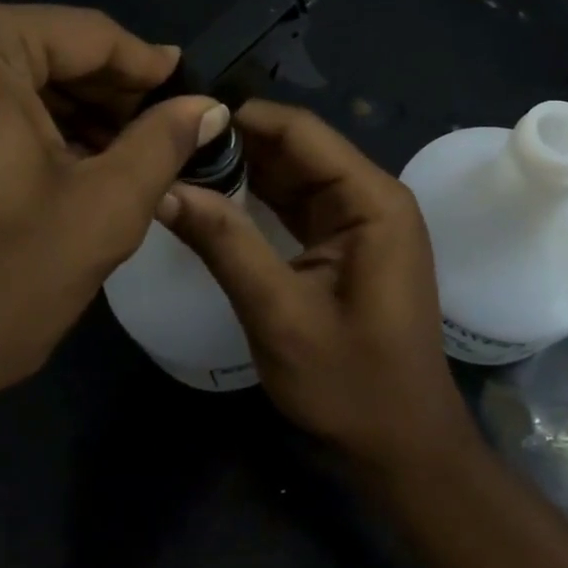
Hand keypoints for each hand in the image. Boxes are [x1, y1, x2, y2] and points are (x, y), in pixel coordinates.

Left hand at [0, 2, 224, 505]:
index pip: (86, 35)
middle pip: (36, 50)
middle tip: (154, 140)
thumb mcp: (98, 214)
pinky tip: (43, 168)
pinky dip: (3, 126)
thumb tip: (209, 107)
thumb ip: (162, 144)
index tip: (190, 97)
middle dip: (100, 98)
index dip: (147, 69)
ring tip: (108, 160)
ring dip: (55, 114)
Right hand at [160, 101, 474, 472]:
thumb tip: (165, 188)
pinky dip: (256, 199)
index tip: (181, 120)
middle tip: (169, 144)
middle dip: (236, 143)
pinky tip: (213, 197)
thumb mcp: (279, 315)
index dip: (242, 118)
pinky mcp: (345, 242)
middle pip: (296, 147)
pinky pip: (296, 203)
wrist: (402, 448)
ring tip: (180, 163)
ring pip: (292, 173)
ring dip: (242, 169)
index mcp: (371, 200)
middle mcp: (370, 196)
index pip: (301, 131)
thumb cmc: (350, 384)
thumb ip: (225, 244)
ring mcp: (359, 218)